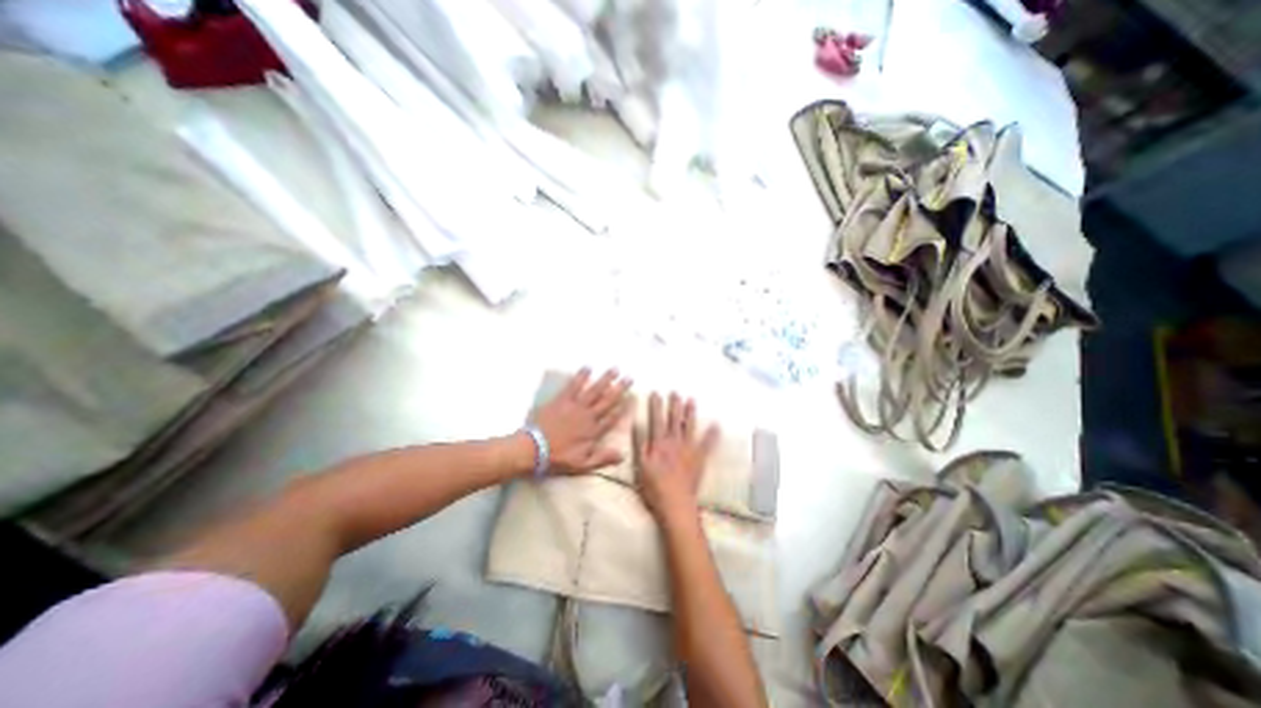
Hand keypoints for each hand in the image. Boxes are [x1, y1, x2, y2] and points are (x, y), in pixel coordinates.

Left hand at [532, 370, 629, 475]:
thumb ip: (602, 458)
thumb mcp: (582, 465)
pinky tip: (587, 367)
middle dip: (620, 388)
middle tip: (629, 377)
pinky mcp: (562, 400)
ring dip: (605, 379)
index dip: (623, 407)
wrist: (533, 449)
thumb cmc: (558, 458)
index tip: (633, 397)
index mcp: (594, 431)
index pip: (613, 417)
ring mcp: (575, 406)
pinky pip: (573, 386)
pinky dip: (581, 376)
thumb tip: (623, 455)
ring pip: (594, 390)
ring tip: (614, 369)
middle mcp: (588, 415)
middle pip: (607, 400)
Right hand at [642, 397, 718, 522]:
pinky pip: (707, 444)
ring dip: (690, 413)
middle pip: (674, 420)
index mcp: (659, 443)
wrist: (675, 504)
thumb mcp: (640, 465)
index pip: (656, 419)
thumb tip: (637, 423)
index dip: (655, 405)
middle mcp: (674, 442)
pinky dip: (712, 435)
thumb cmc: (654, 487)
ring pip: (689, 427)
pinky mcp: (699, 459)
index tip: (655, 392)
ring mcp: (689, 450)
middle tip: (675, 392)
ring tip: (691, 400)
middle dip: (674, 405)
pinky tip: (716, 425)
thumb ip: (639, 443)